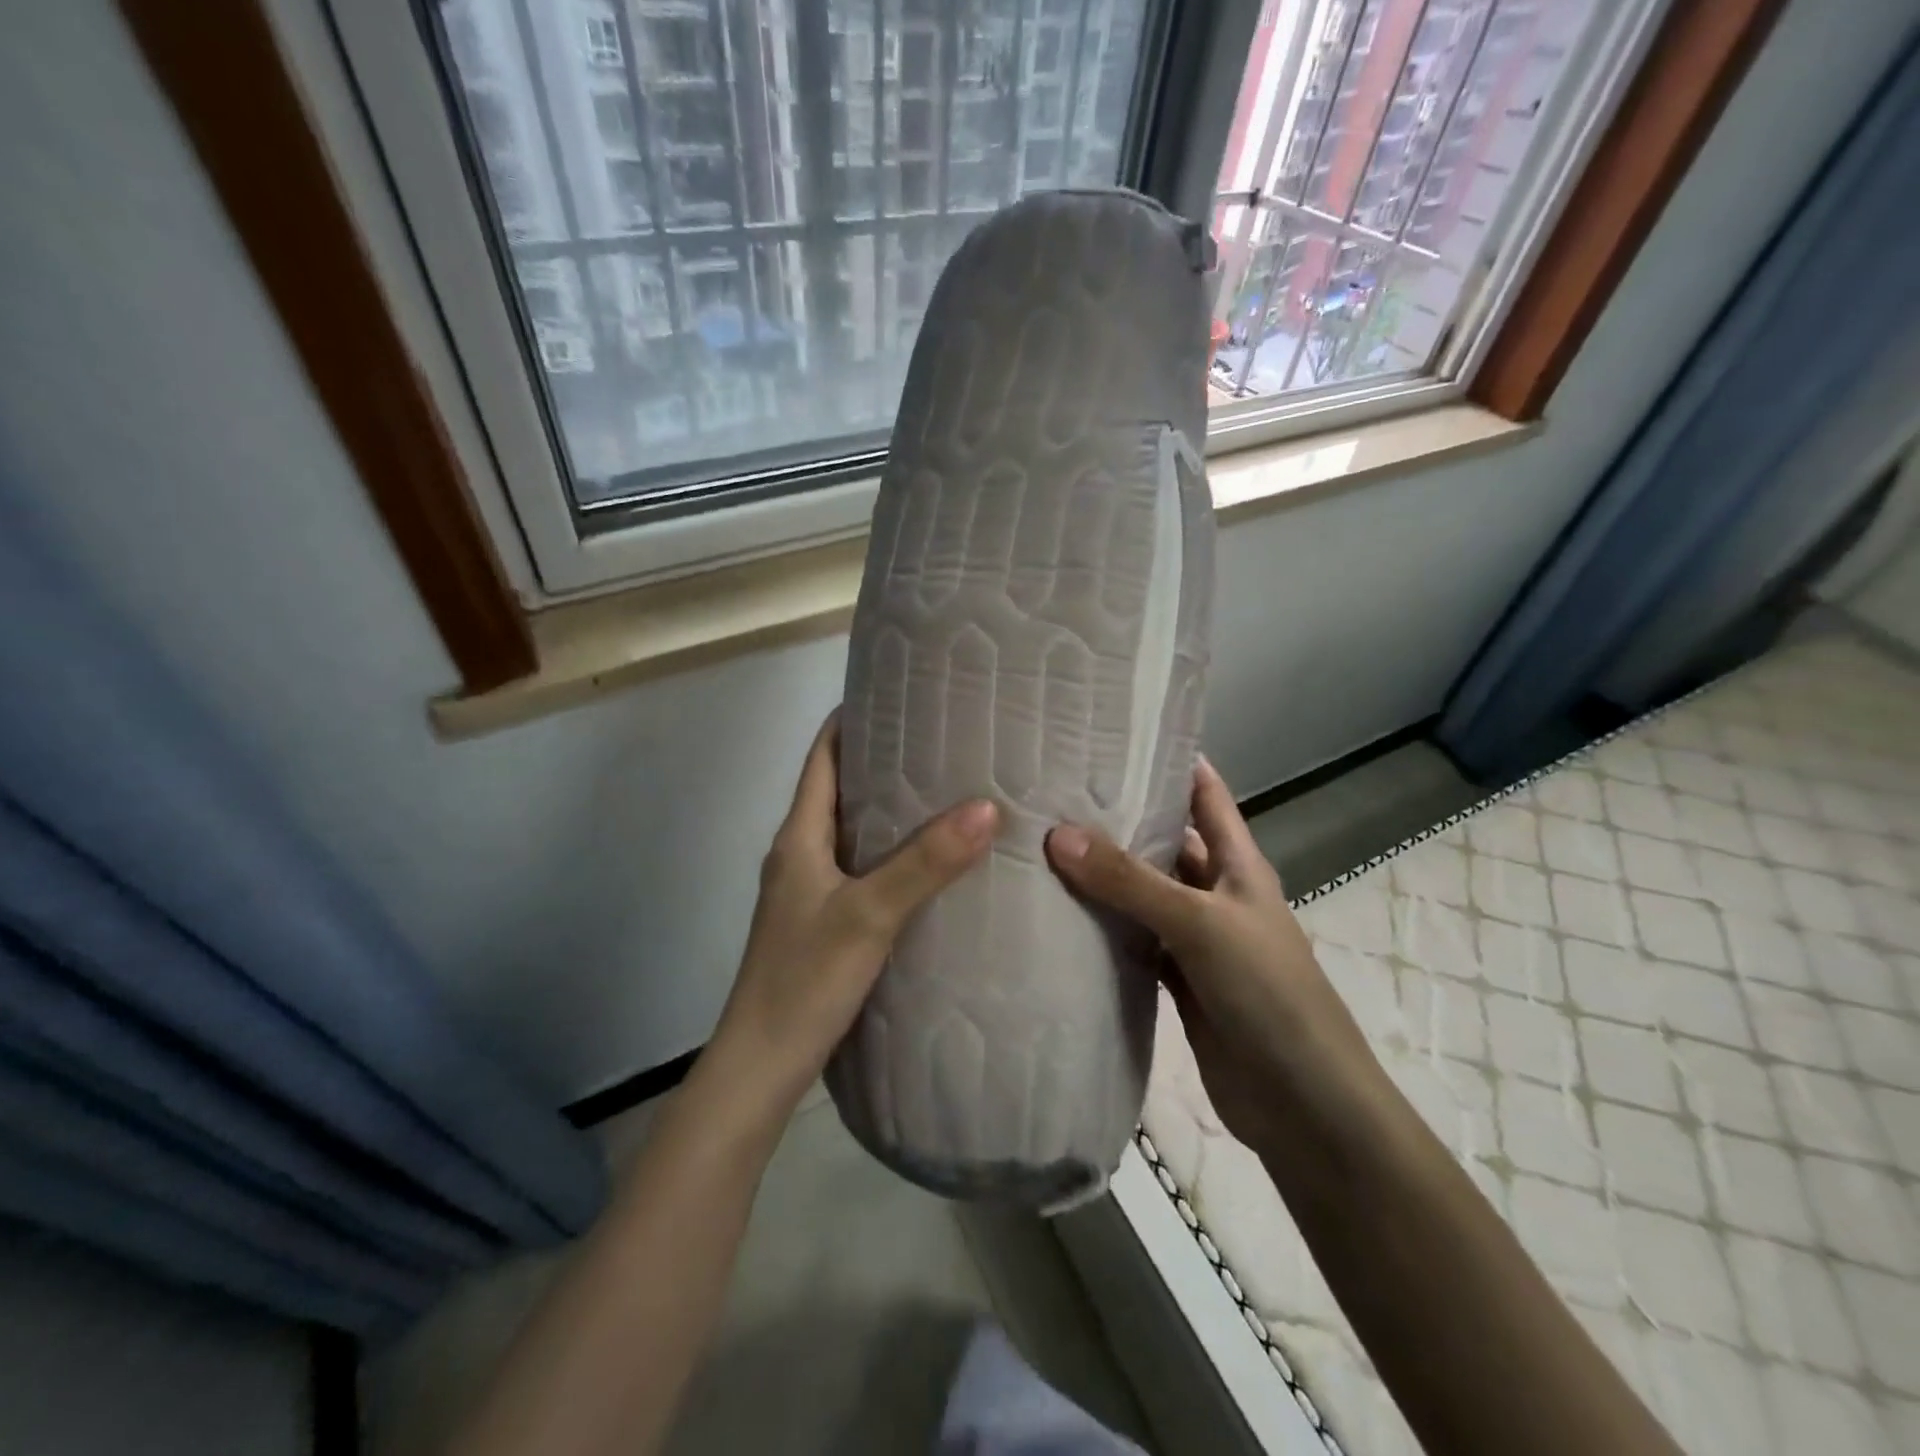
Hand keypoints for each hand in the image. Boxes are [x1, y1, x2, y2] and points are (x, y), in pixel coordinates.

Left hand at [714, 712, 998, 1109]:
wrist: (762, 1064)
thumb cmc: (804, 978)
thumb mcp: (869, 914)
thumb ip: (925, 862)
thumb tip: (985, 807)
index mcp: (798, 835)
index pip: (821, 756)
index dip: (852, 719)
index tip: (899, 694)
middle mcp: (800, 853)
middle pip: (839, 788)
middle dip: (884, 760)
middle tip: (943, 740)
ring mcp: (809, 889)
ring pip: (852, 830)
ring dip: (891, 808)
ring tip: (947, 790)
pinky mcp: (823, 921)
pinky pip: (861, 868)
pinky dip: (892, 852)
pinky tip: (931, 862)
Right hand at [1045, 758, 1372, 1149]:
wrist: (1303, 1105)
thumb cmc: (1268, 994)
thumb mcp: (1201, 924)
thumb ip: (1131, 881)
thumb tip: (1058, 833)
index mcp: (1239, 864)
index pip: (1205, 793)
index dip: (1170, 760)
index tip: (1114, 735)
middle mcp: (1216, 893)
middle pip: (1165, 842)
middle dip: (1120, 818)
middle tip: (1054, 790)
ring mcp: (1195, 938)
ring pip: (1143, 893)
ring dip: (1104, 876)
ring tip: (1042, 843)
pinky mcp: (1177, 980)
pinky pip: (1133, 941)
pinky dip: (1103, 929)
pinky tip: (1059, 914)